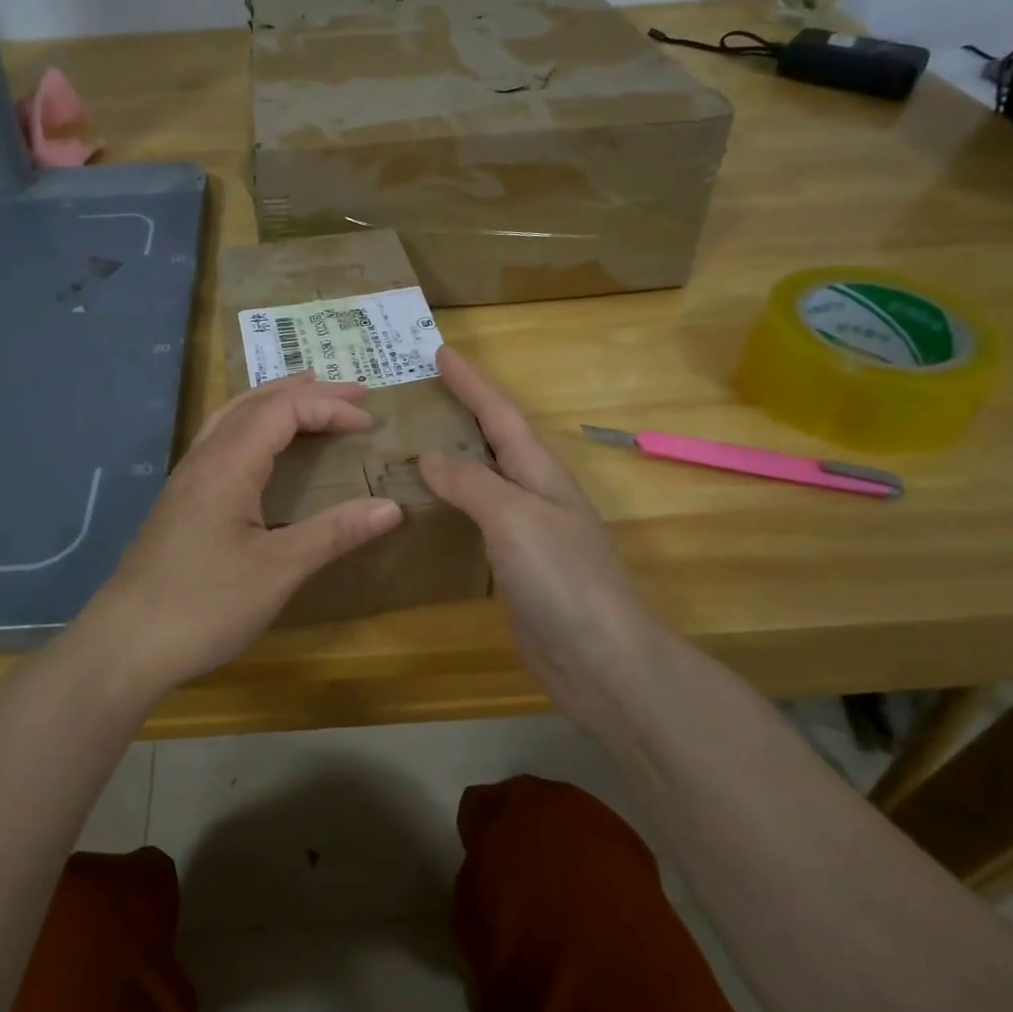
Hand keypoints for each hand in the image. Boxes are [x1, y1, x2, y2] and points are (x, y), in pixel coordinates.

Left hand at [77, 373, 404, 694]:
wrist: (125, 644)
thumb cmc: (204, 605)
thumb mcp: (278, 570)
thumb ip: (334, 533)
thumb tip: (392, 507)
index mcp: (227, 465)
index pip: (283, 411)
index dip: (329, 409)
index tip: (370, 424)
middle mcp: (203, 458)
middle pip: (256, 402)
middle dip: (306, 392)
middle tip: (353, 393)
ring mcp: (186, 478)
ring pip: (232, 416)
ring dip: (274, 399)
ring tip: (308, 394)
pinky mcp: (180, 500)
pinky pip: (221, 438)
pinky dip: (252, 423)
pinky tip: (261, 445)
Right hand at [418, 347, 667, 736]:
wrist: (600, 659)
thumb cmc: (561, 577)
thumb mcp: (514, 517)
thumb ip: (471, 482)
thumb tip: (430, 454)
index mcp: (540, 472)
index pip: (500, 414)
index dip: (471, 382)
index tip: (440, 352)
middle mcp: (535, 494)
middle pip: (494, 441)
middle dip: (462, 412)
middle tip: (419, 395)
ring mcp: (527, 532)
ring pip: (484, 480)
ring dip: (453, 458)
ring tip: (412, 444)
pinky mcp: (515, 567)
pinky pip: (476, 520)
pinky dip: (451, 505)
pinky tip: (428, 511)